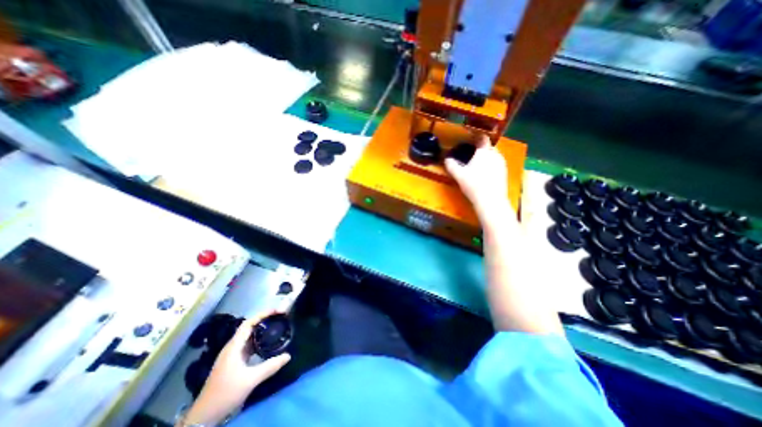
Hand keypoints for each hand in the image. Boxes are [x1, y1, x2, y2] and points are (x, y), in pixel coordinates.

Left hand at [183, 311, 292, 426]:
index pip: (249, 323)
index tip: (277, 311)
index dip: (263, 314)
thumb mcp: (250, 380)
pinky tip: (268, 343)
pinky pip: (248, 345)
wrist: (204, 416)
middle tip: (280, 317)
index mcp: (234, 347)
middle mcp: (232, 347)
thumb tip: (288, 355)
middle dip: (264, 319)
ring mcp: (232, 355)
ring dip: (262, 329)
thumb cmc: (226, 393)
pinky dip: (259, 340)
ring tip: (276, 326)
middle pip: (249, 327)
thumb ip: (270, 366)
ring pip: (249, 336)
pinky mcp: (234, 362)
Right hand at [448, 136, 511, 221]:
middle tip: (470, 156)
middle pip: (488, 147)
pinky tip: (484, 175)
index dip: (476, 138)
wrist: (491, 201)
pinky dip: (490, 166)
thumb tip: (446, 159)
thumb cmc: (473, 185)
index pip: (482, 138)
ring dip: (486, 158)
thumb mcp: (459, 175)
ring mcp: (502, 163)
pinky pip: (497, 164)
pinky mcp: (505, 173)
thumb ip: (451, 165)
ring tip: (477, 166)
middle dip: (480, 150)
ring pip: (493, 156)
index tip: (469, 140)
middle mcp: (495, 154)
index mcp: (484, 152)